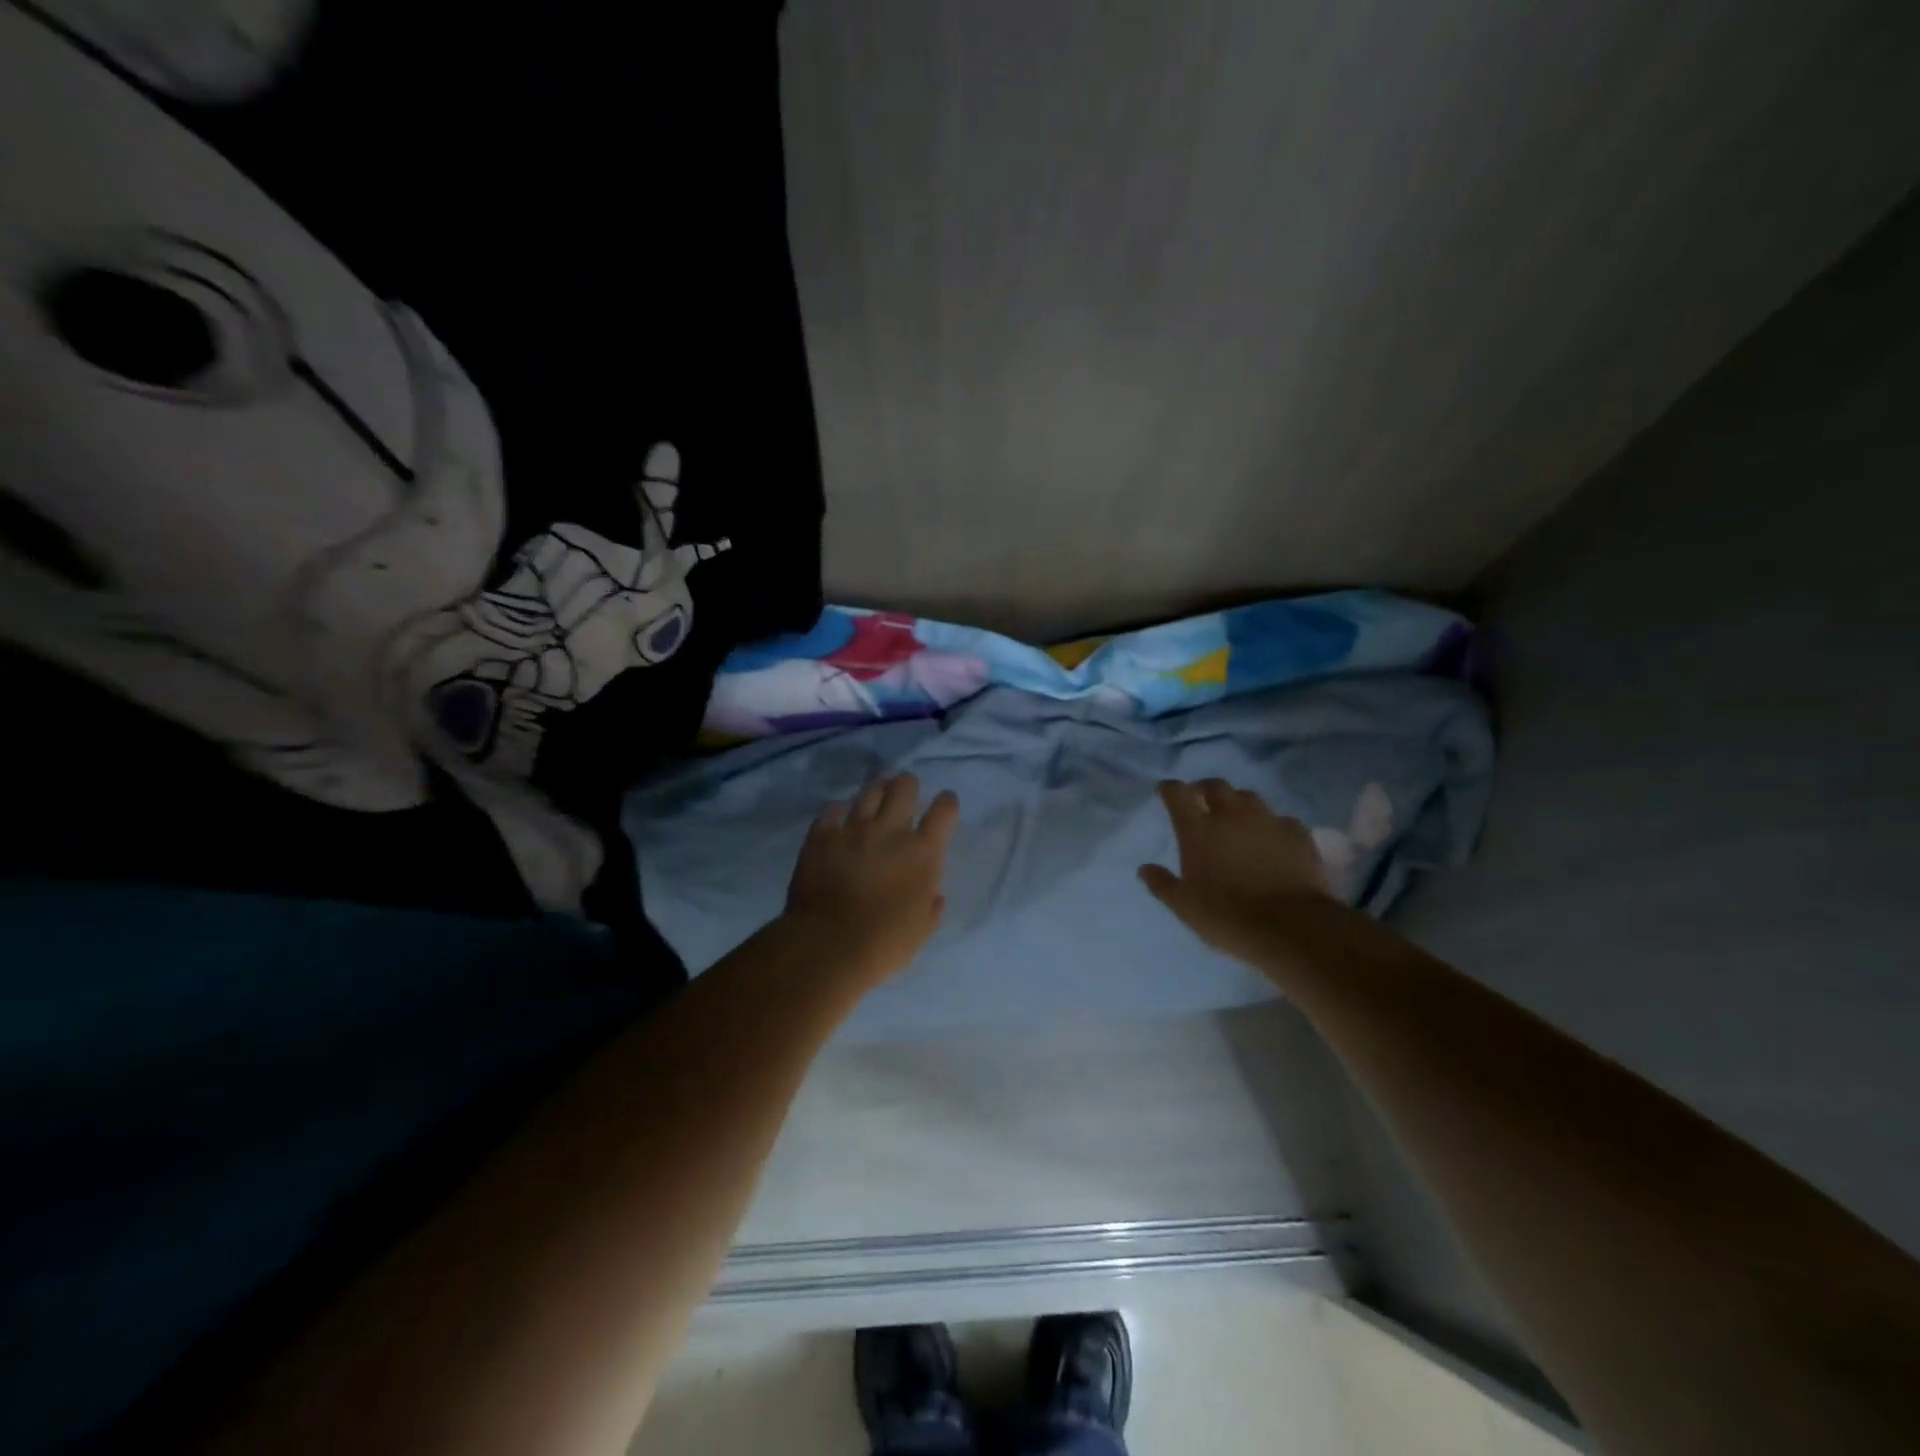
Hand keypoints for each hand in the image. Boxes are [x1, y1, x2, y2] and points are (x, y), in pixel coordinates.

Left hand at [784, 773, 959, 985]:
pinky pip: (831, 809)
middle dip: (908, 786)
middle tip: (906, 792)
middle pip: (904, 787)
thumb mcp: (922, 929)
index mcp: (923, 852)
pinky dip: (838, 810)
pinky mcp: (821, 836)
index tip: (944, 806)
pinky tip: (839, 816)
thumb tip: (933, 894)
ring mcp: (853, 829)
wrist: (828, 946)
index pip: (944, 810)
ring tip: (877, 795)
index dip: (946, 803)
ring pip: (869, 792)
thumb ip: (931, 905)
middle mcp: (890, 830)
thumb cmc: (884, 944)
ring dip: (877, 790)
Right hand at [1139, 778, 1334, 965]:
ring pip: (1249, 797)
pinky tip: (1273, 838)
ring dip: (1238, 802)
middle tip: (1201, 800)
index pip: (1178, 793)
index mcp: (1198, 829)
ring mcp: (1267, 821)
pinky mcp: (1297, 834)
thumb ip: (1162, 884)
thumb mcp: (1184, 906)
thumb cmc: (1227, 916)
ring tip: (1237, 817)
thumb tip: (1144, 869)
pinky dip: (1272, 825)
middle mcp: (1231, 815)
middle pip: (1215, 786)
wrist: (1290, 927)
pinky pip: (1281, 820)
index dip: (1169, 789)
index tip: (1165, 792)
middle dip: (1205, 788)